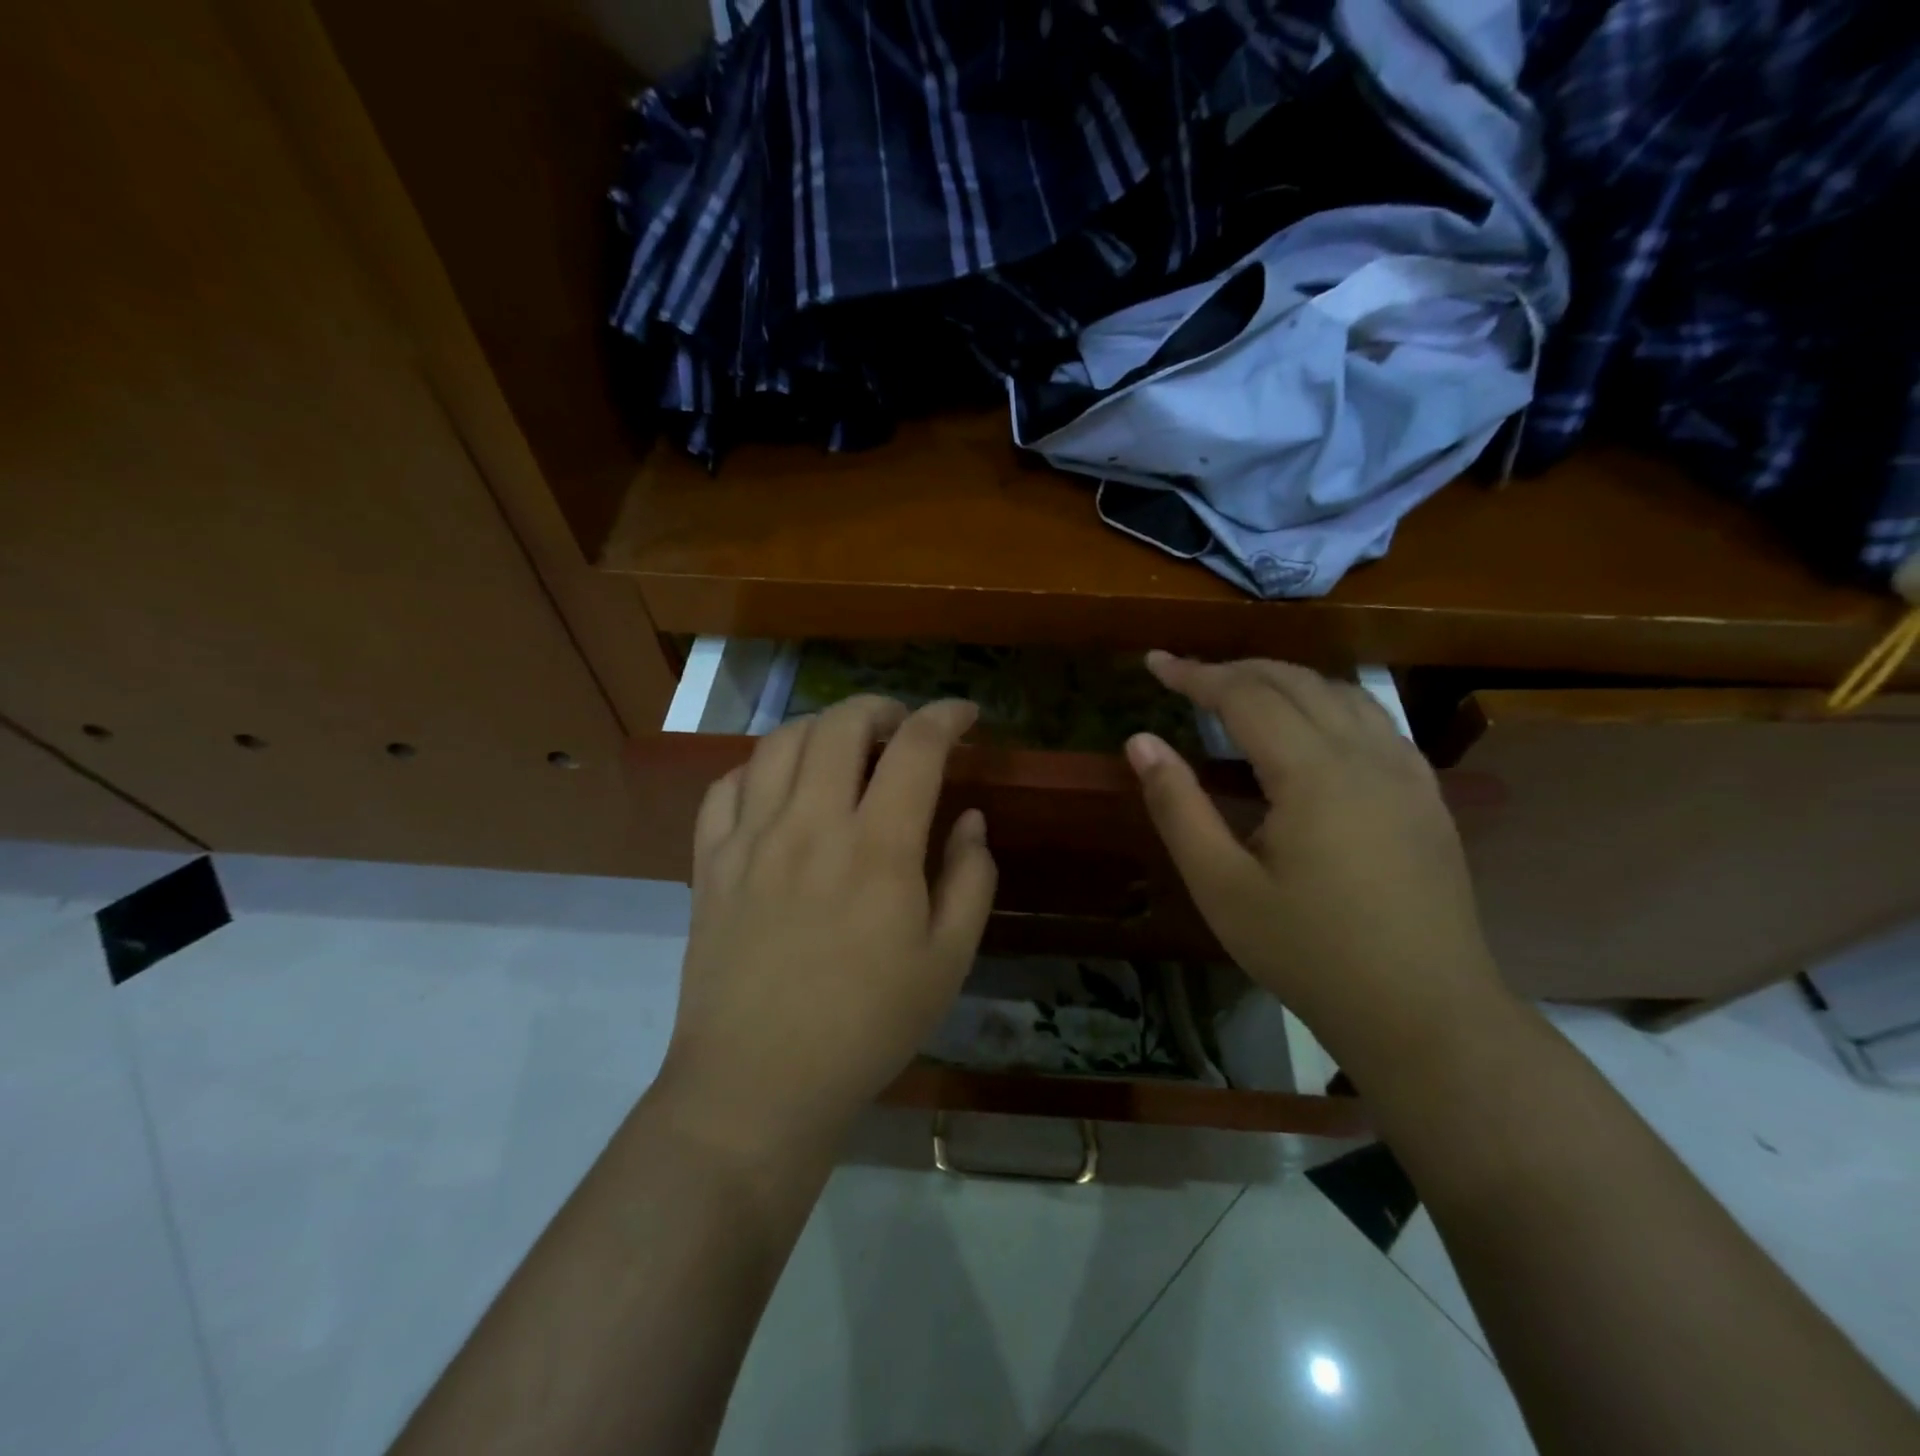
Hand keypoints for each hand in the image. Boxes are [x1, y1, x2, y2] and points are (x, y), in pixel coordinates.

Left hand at [658, 696, 995, 1155]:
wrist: (758, 1085)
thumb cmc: (867, 1028)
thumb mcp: (947, 962)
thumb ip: (970, 879)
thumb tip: (970, 819)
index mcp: (878, 847)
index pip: (916, 747)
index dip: (945, 715)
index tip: (964, 714)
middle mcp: (811, 825)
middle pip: (840, 724)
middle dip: (880, 707)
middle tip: (901, 728)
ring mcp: (751, 839)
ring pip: (780, 742)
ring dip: (821, 728)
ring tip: (843, 749)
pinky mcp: (710, 863)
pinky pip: (726, 786)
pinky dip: (759, 768)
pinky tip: (778, 788)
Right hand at [1126, 653, 1509, 1072]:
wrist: (1424, 1011)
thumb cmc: (1309, 953)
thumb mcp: (1222, 886)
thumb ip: (1178, 806)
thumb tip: (1140, 741)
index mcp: (1313, 772)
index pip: (1245, 695)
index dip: (1195, 674)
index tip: (1154, 662)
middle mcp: (1366, 753)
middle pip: (1295, 681)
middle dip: (1235, 669)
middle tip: (1186, 675)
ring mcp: (1406, 771)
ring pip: (1340, 692)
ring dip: (1284, 679)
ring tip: (1240, 689)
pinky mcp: (1425, 794)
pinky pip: (1373, 719)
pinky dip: (1327, 701)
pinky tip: (1311, 725)